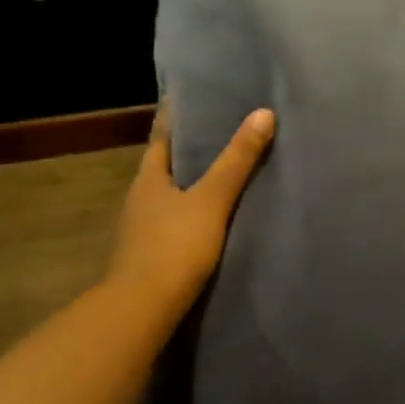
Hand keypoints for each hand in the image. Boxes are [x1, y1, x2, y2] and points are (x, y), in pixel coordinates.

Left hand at [105, 103, 274, 328]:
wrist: (143, 308)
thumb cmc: (174, 246)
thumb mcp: (211, 200)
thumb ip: (236, 161)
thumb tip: (263, 114)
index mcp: (149, 178)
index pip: (162, 135)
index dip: (177, 115)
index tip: (196, 95)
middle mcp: (141, 197)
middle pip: (167, 163)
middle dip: (192, 146)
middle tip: (225, 127)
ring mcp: (145, 227)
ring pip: (173, 192)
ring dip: (194, 180)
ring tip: (227, 168)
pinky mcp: (155, 253)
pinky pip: (178, 219)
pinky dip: (196, 209)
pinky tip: (217, 214)